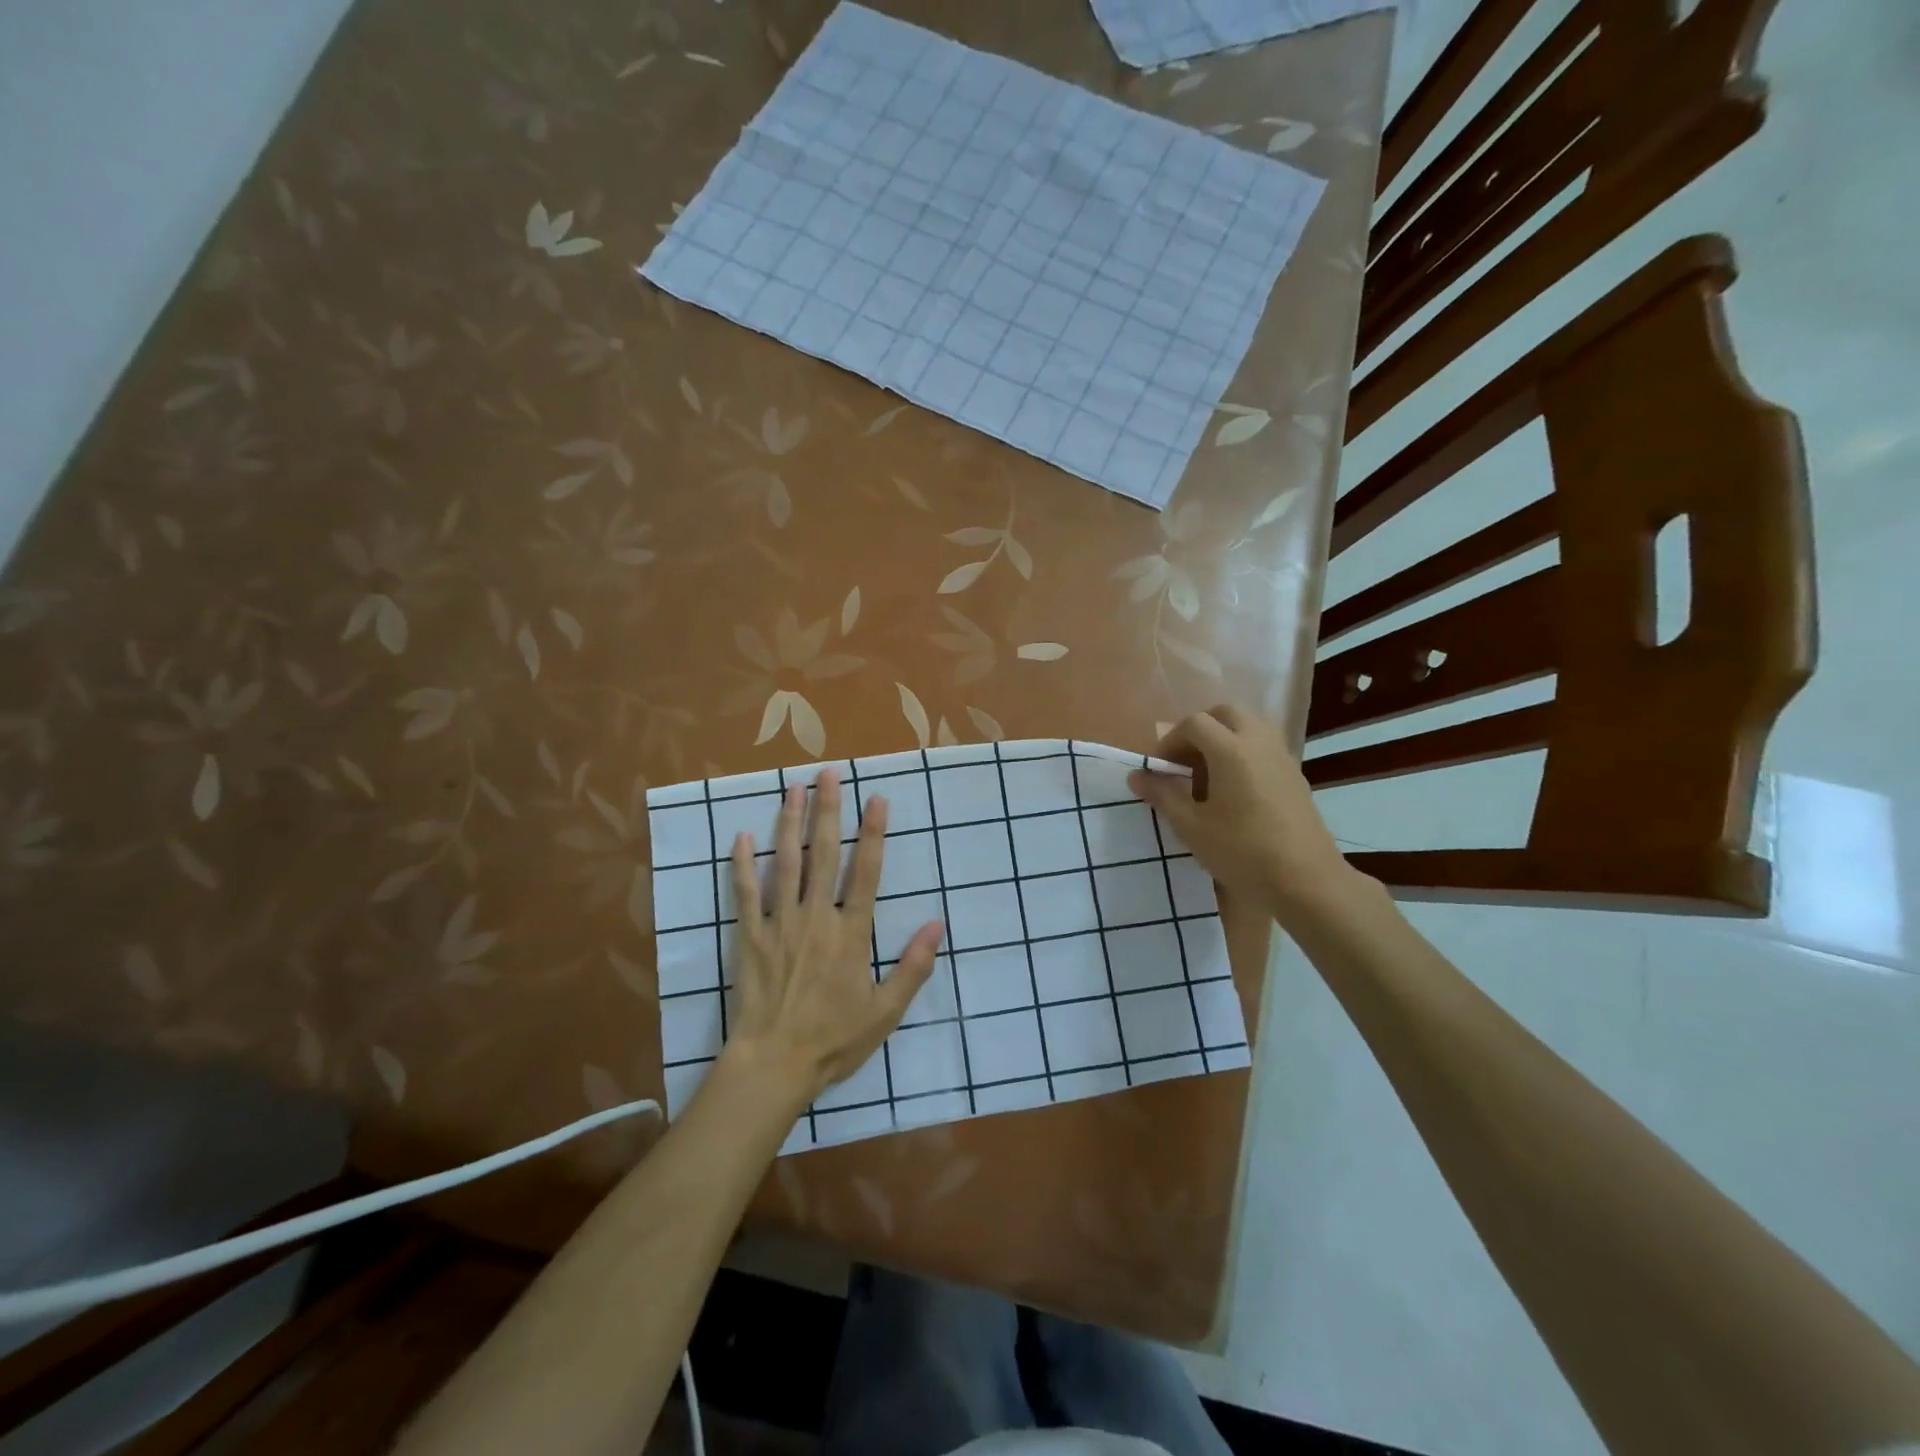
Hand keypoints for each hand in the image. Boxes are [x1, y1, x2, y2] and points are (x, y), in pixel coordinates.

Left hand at [723, 769, 943, 1105]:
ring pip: (786, 863)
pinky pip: (746, 893)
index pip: (867, 873)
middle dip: (829, 811)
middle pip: (824, 855)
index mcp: (851, 934)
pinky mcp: (750, 936)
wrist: (773, 1065)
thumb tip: (937, 924)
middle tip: (829, 774)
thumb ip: (913, 966)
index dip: (873, 834)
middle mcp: (817, 918)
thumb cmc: (834, 1039)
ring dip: (790, 823)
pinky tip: (742, 836)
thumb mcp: (885, 1011)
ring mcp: (780, 924)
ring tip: (794, 788)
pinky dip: (743, 864)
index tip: (876, 799)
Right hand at [1127, 704, 1356, 917]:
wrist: (1306, 881)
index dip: (1169, 741)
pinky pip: (1264, 746)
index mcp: (1230, 750)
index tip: (1160, 770)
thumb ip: (1162, 795)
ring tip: (1208, 773)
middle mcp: (1259, 742)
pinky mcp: (1295, 775)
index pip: (1193, 723)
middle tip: (1184, 761)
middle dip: (1199, 730)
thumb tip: (1136, 776)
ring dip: (1224, 738)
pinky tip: (1235, 790)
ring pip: (1249, 726)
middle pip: (1225, 714)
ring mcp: (1282, 757)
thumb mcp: (1191, 827)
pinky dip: (1244, 752)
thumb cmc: (1242, 851)